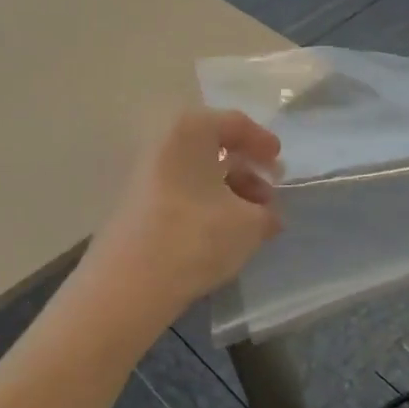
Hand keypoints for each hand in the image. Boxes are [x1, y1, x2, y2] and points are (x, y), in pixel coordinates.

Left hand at [89, 107, 282, 311]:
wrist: (128, 284)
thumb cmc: (196, 237)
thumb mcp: (249, 224)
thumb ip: (267, 213)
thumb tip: (268, 215)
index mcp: (191, 131)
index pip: (235, 123)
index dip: (263, 142)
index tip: (280, 164)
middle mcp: (164, 144)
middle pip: (214, 148)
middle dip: (246, 171)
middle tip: (269, 195)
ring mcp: (145, 175)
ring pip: (197, 174)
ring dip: (229, 192)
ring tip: (253, 222)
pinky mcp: (137, 205)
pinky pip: (181, 194)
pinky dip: (207, 205)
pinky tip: (224, 233)